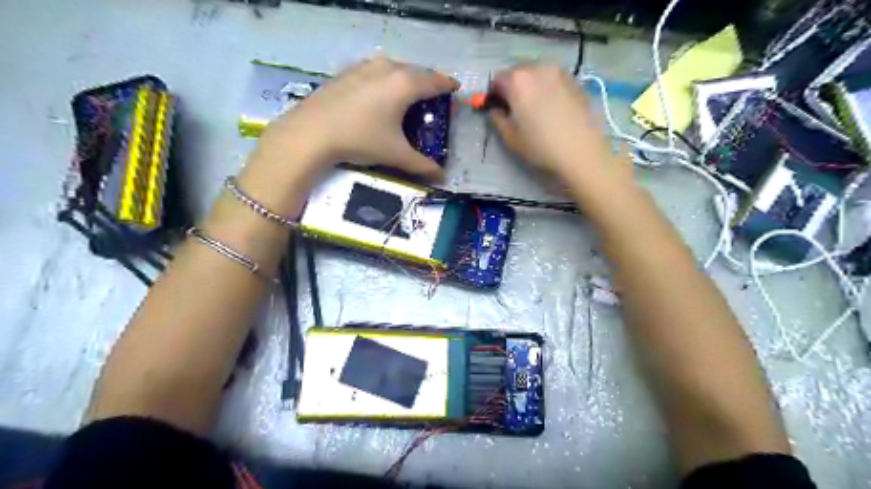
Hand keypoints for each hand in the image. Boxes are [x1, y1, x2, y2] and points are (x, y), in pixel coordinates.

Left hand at [252, 56, 456, 180]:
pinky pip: (376, 72)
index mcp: (405, 84)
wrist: (311, 133)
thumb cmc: (360, 139)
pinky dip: (386, 80)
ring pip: (394, 69)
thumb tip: (442, 177)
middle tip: (434, 97)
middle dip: (428, 82)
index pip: (435, 81)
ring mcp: (364, 67)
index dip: (448, 86)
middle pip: (416, 71)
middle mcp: (387, 68)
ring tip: (408, 95)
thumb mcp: (395, 154)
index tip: (456, 90)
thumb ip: (422, 165)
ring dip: (406, 79)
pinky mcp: (347, 72)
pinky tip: (379, 95)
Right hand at [486, 64, 622, 181]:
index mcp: (518, 81)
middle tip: (515, 107)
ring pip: (537, 72)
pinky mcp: (574, 80)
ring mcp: (559, 72)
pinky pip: (553, 78)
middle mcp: (538, 69)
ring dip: (531, 84)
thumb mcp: (511, 138)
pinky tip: (552, 106)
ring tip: (535, 106)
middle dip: (513, 85)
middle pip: (518, 71)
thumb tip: (495, 111)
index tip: (498, 107)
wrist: (581, 151)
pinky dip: (547, 86)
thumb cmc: (541, 146)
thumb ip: (498, 120)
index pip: (497, 79)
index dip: (495, 93)